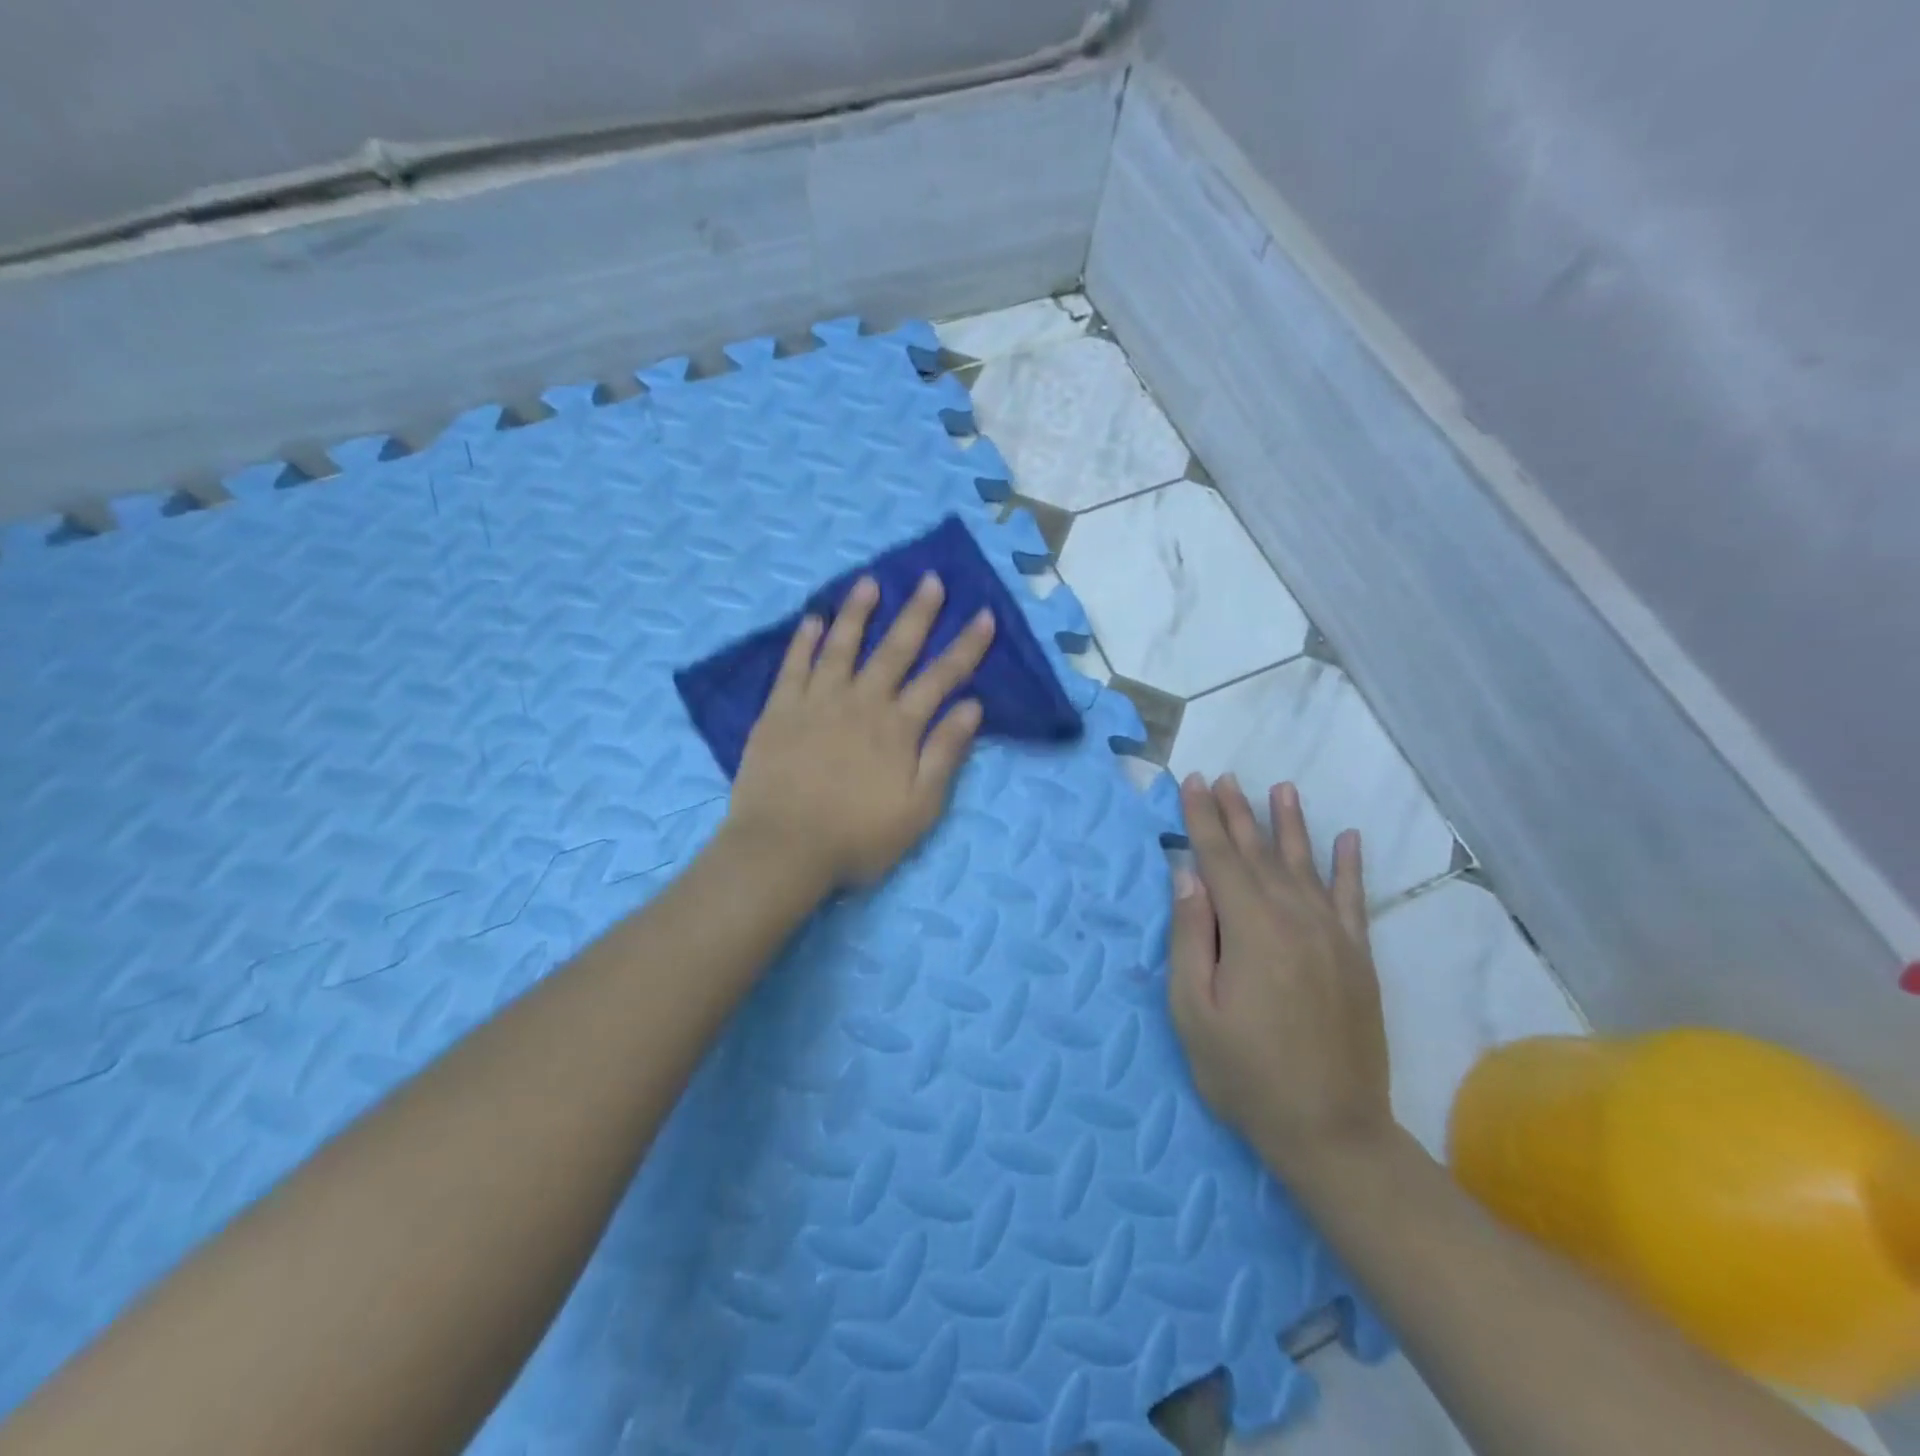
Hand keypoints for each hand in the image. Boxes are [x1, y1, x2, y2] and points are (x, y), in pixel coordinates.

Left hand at [727, 572, 995, 887]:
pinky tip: (812, 619)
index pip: (942, 677)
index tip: (985, 615)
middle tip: (930, 579)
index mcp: (899, 726)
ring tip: (869, 582)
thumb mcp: (919, 807)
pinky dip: (804, 640)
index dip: (966, 646)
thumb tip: (973, 706)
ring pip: (842, 645)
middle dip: (917, 613)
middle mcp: (861, 701)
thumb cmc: (858, 836)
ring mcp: (817, 701)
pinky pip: (794, 665)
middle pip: (894, 649)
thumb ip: (945, 753)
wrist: (783, 848)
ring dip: (858, 612)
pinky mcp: (779, 710)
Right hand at [1168, 775, 1392, 1178]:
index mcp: (1251, 928)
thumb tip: (1188, 875)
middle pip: (1260, 853)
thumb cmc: (1245, 1073)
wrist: (1333, 1131)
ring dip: (1289, 824)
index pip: (1220, 858)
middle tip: (1223, 777)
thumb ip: (1190, 936)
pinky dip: (1349, 866)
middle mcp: (1295, 918)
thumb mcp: (1194, 1010)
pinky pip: (1353, 898)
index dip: (1203, 818)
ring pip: (1305, 864)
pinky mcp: (1358, 957)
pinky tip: (1348, 839)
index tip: (1192, 782)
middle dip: (1238, 812)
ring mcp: (1333, 936)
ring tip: (1280, 788)